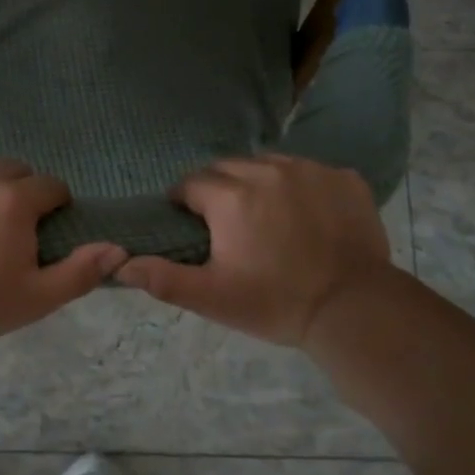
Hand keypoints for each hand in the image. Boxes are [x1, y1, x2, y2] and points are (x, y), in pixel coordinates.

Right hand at [117, 154, 391, 346]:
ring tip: (268, 216)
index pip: (192, 184)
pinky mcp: (344, 177)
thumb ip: (163, 278)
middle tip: (229, 223)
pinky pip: (310, 171)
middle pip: (229, 168)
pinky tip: (308, 216)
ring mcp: (309, 170)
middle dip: (221, 189)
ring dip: (259, 183)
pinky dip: (301, 187)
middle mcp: (267, 171)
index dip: (186, 203)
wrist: (355, 310)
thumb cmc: (276, 303)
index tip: (192, 224)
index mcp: (230, 196)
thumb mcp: (213, 297)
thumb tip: (119, 264)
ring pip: (269, 164)